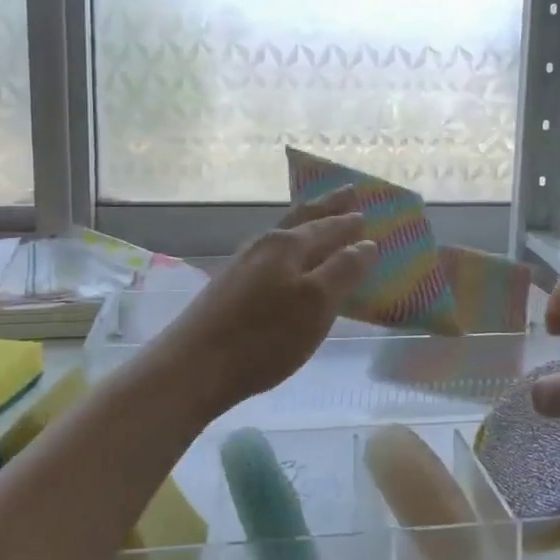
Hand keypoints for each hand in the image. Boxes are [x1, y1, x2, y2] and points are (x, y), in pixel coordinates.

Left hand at [152, 188, 376, 417]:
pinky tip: (284, 265)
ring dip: (304, 227)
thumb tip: (366, 243)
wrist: (193, 367)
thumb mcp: (316, 304)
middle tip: (346, 192)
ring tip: (317, 222)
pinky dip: (287, 252)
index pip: (326, 225)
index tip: (365, 210)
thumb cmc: (264, 336)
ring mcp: (241, 265)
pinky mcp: (227, 288)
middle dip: (325, 207)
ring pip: (281, 236)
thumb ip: (343, 270)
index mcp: (287, 245)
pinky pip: (268, 258)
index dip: (347, 221)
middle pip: (300, 219)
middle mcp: (263, 246)